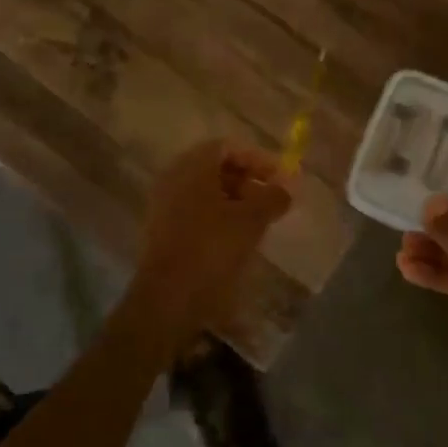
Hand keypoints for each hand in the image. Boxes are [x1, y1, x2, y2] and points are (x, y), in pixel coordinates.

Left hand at [130, 139, 292, 348]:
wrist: (167, 299)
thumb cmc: (212, 249)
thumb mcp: (252, 220)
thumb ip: (273, 197)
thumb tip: (286, 188)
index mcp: (192, 166)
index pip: (228, 146)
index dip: (258, 159)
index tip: (280, 178)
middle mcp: (173, 178)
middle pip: (215, 167)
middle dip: (247, 179)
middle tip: (271, 199)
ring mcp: (163, 205)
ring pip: (205, 192)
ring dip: (234, 201)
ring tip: (259, 222)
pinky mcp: (161, 231)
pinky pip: (194, 212)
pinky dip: (217, 218)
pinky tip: (236, 239)